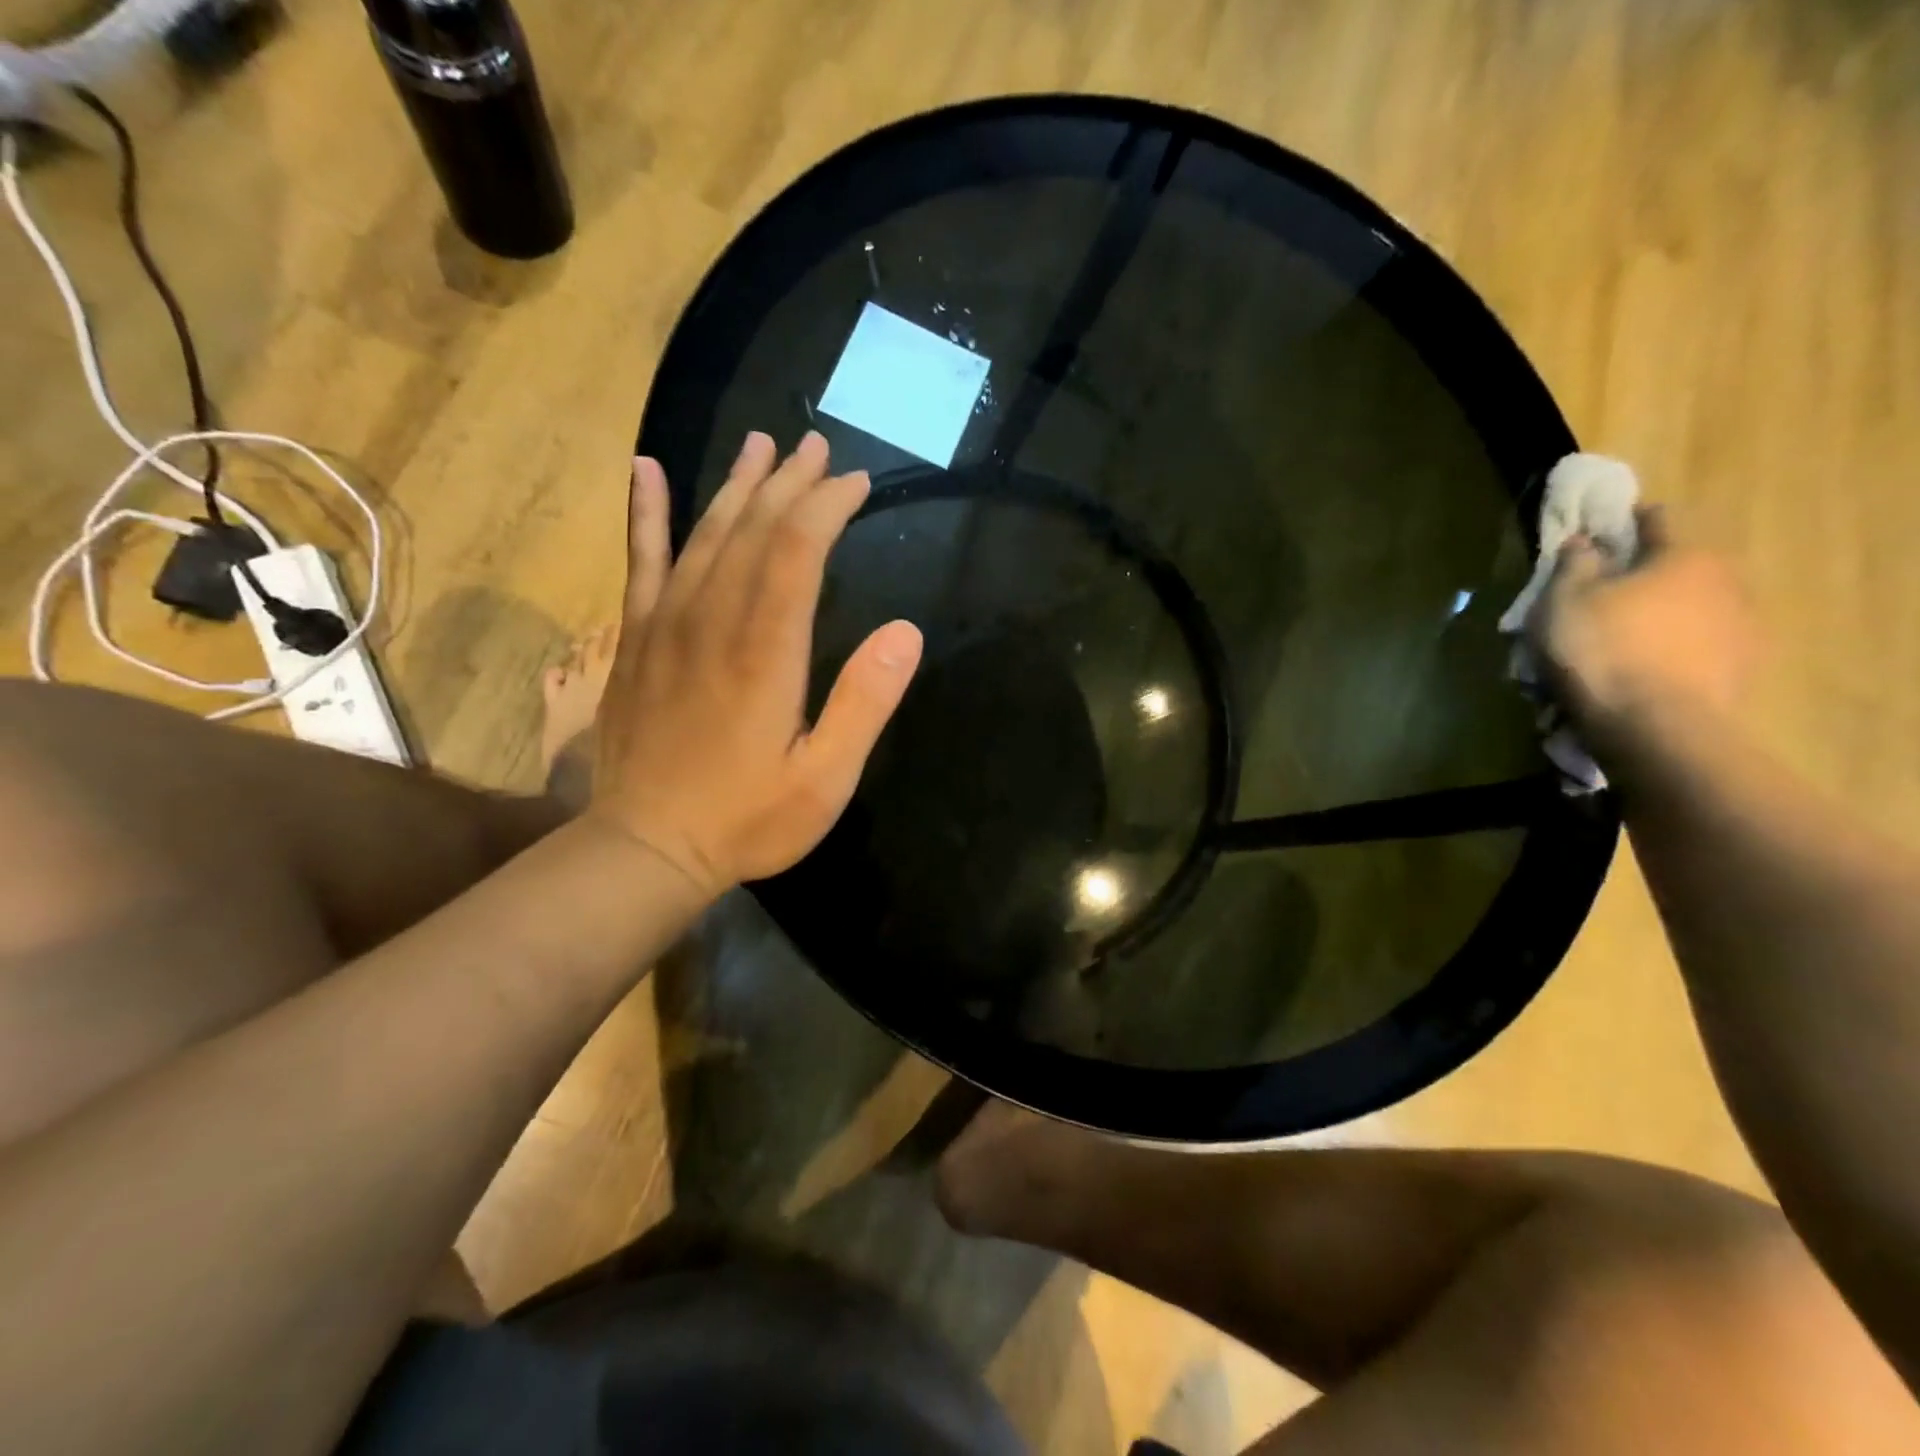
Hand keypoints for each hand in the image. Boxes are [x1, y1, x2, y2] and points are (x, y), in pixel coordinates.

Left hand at [589, 432, 922, 897]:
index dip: (828, 506)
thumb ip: (864, 703)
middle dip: (790, 483)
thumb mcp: (826, 779)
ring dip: (736, 484)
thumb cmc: (747, 818)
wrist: (645, 847)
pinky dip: (646, 513)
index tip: (857, 482)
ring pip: (704, 533)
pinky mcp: (635, 639)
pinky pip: (640, 561)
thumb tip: (906, 632)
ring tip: (760, 444)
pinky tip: (647, 470)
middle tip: (818, 447)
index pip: (798, 550)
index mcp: (765, 650)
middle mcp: (713, 620)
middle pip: (753, 528)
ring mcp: (666, 625)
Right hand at [1529, 505, 1756, 742]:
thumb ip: (1574, 565)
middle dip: (1641, 576)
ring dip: (1658, 616)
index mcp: (1683, 555)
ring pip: (1688, 608)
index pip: (1656, 521)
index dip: (1625, 522)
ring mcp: (1740, 627)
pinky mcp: (1739, 668)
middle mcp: (1724, 581)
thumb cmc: (1602, 650)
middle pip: (1676, 567)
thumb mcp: (1564, 601)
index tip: (1600, 531)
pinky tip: (1641, 669)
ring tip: (1618, 641)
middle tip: (1600, 596)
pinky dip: (1671, 649)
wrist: (1655, 726)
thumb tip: (1585, 540)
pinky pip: (1696, 646)